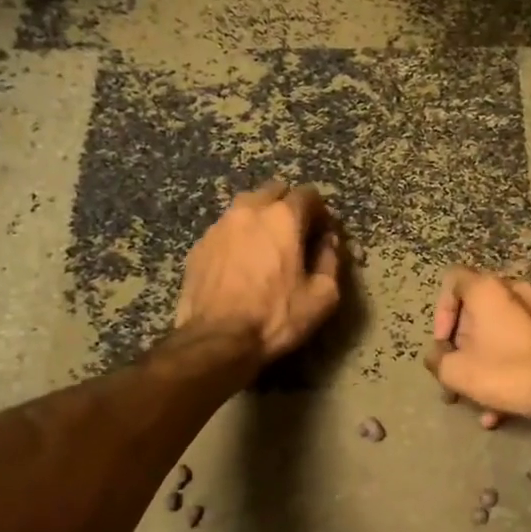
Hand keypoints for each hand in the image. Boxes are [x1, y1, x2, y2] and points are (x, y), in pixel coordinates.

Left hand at [176, 180, 342, 361]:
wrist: (217, 340)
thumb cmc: (276, 317)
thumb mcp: (322, 296)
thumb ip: (331, 260)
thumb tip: (329, 242)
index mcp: (283, 218)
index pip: (308, 195)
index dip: (320, 212)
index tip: (322, 234)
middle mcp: (249, 211)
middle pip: (273, 191)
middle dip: (288, 206)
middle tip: (295, 236)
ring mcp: (219, 226)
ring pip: (246, 207)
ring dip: (260, 218)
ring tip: (266, 248)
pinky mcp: (199, 245)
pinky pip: (225, 229)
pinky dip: (238, 237)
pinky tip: (241, 264)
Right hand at [425, 268, 530, 428]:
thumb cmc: (508, 373)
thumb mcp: (457, 372)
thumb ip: (437, 359)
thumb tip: (437, 355)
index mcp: (488, 289)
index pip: (452, 279)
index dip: (440, 311)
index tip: (444, 343)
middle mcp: (516, 289)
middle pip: (477, 311)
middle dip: (463, 347)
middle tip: (458, 376)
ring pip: (500, 333)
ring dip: (485, 364)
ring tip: (480, 401)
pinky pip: (523, 344)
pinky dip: (509, 367)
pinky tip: (505, 407)